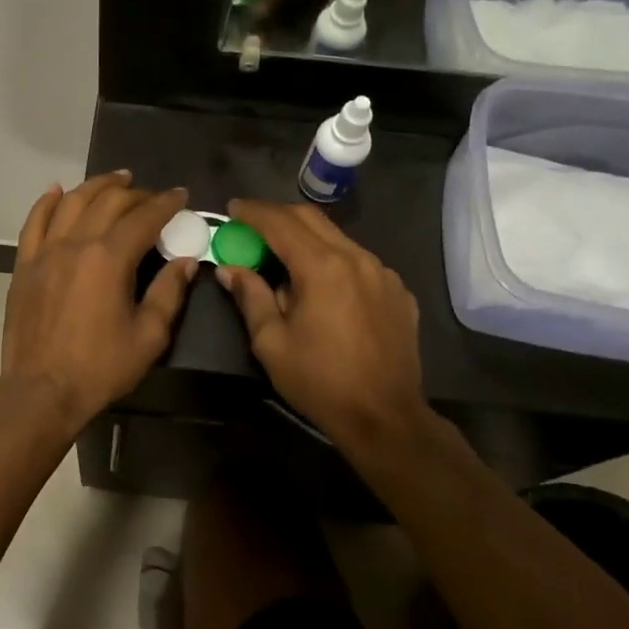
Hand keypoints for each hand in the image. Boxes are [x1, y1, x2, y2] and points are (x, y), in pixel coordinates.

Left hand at [0, 173, 197, 437]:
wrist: (41, 391)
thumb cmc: (100, 368)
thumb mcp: (148, 336)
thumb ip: (169, 292)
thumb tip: (185, 260)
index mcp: (109, 258)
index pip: (143, 218)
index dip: (165, 203)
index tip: (180, 195)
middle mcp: (75, 243)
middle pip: (108, 203)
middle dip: (136, 193)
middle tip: (152, 196)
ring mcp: (45, 252)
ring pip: (72, 203)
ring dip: (96, 186)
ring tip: (116, 180)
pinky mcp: (24, 265)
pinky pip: (34, 222)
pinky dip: (47, 202)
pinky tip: (58, 191)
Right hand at [217, 199, 431, 459]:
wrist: (386, 418)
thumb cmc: (320, 381)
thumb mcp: (271, 342)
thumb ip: (251, 297)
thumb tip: (230, 269)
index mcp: (322, 267)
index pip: (280, 223)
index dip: (252, 212)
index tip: (232, 209)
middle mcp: (357, 258)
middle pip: (311, 219)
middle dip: (277, 216)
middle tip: (251, 224)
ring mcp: (383, 274)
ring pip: (338, 239)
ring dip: (307, 239)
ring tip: (284, 257)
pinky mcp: (398, 292)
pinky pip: (360, 263)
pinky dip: (334, 261)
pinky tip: (323, 286)